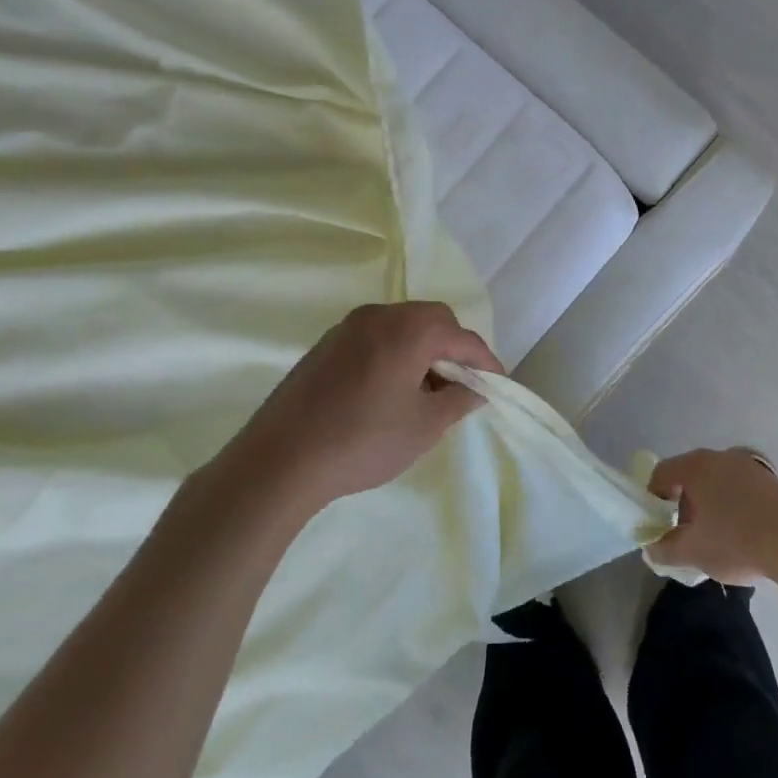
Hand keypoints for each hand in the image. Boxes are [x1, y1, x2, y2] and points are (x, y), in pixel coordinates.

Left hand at [226, 302, 500, 510]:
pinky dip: (395, 354)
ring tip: (427, 391)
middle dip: (453, 350)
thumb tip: (476, 388)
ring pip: (402, 327)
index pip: (462, 338)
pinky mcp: (326, 345)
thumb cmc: (363, 441)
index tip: (498, 385)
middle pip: (432, 320)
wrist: (280, 461)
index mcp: (409, 329)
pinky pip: (375, 338)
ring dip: (423, 350)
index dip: (485, 362)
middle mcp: (379, 316)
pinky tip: (391, 390)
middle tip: (462, 386)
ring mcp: (348, 328)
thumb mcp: (424, 426)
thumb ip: (460, 400)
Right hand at [644, 448, 777, 585]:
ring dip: (710, 503)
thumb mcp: (693, 552)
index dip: (653, 498)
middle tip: (687, 533)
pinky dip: (734, 504)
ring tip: (718, 536)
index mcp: (695, 467)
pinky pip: (741, 487)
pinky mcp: (771, 479)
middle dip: (684, 503)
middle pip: (690, 475)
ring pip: (717, 481)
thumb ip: (665, 550)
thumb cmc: (736, 541)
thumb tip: (652, 550)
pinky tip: (744, 533)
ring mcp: (749, 464)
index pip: (662, 473)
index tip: (659, 524)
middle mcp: (720, 456)